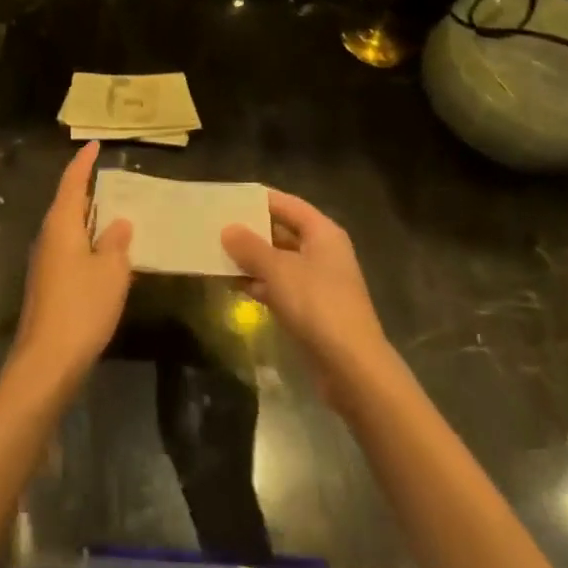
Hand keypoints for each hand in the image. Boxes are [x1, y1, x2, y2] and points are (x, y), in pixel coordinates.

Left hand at [10, 143, 132, 398]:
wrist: (46, 363)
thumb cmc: (81, 307)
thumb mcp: (111, 271)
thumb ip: (116, 243)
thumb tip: (119, 223)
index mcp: (61, 225)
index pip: (72, 182)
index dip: (84, 163)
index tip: (94, 145)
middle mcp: (47, 238)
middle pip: (67, 203)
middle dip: (86, 189)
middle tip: (109, 177)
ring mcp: (44, 263)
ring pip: (68, 229)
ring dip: (88, 218)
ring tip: (113, 211)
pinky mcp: (47, 286)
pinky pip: (69, 250)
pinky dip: (86, 242)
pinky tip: (103, 254)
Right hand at [222, 191, 393, 403]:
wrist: (351, 367)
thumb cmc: (317, 305)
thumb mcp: (278, 270)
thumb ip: (250, 247)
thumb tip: (228, 229)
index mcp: (323, 233)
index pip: (287, 204)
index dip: (258, 200)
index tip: (228, 199)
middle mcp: (323, 252)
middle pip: (282, 231)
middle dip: (251, 231)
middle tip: (216, 226)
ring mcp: (318, 282)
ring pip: (279, 261)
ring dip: (252, 259)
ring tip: (217, 253)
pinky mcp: (311, 309)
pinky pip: (280, 286)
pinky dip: (259, 283)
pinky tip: (234, 284)